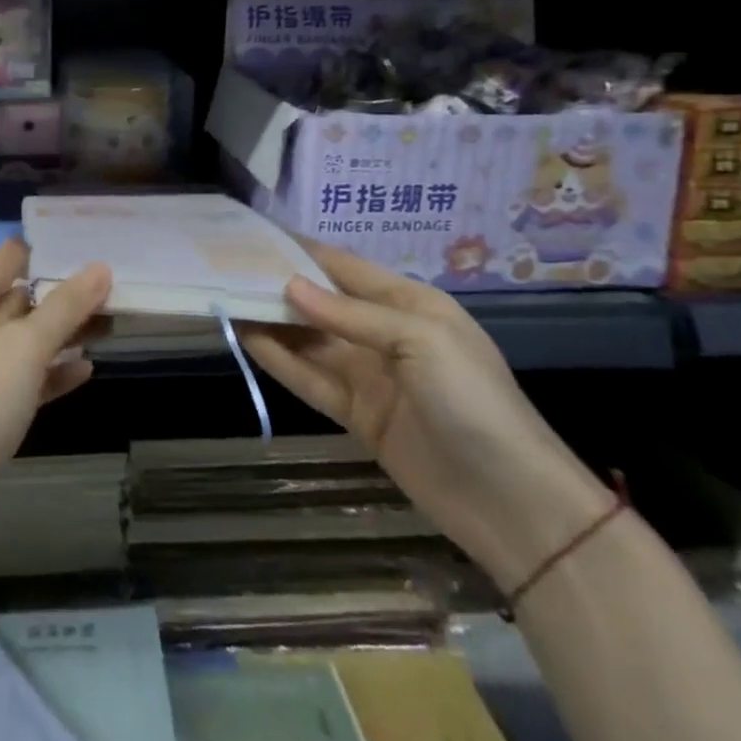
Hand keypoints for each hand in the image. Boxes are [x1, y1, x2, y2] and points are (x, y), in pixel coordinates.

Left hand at [0, 239, 108, 568]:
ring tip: (113, 324)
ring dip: (64, 334)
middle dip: (65, 294)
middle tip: (118, 287)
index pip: (10, 256)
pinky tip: (87, 371)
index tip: (95, 242)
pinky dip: (52, 373)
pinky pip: (24, 378)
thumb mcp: (26, 345)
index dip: (49, 249)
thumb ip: (66, 306)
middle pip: (21, 297)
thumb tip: (101, 268)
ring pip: (26, 340)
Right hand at [238, 244, 611, 592]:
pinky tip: (247, 339)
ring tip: (226, 298)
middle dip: (279, 285)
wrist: (514, 504)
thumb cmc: (475, 403)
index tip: (256, 236)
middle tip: (227, 267)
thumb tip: (289, 286)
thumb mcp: (421, 341)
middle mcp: (384, 333)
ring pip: (309, 339)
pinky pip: (310, 378)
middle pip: (321, 302)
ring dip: (272, 321)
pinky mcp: (357, 414)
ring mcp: (369, 375)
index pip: (344, 267)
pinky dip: (280, 360)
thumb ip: (351, 315)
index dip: (301, 250)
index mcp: (409, 304)